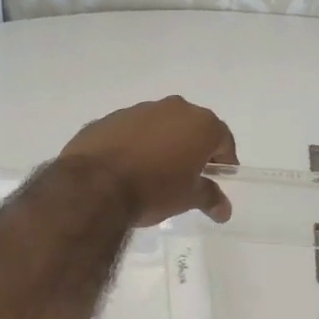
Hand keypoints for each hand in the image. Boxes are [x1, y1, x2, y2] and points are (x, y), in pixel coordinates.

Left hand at [57, 96, 237, 227]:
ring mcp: (138, 110)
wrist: (94, 186)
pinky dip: (135, 144)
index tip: (217, 179)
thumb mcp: (187, 198)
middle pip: (191, 128)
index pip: (223, 140)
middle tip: (188, 176)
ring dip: (162, 144)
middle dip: (192, 149)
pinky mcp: (109, 119)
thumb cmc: (154, 190)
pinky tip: (127, 168)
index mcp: (199, 123)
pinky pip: (132, 131)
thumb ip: (209, 197)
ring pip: (160, 126)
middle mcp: (172, 108)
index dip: (224, 161)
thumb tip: (224, 209)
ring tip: (153, 173)